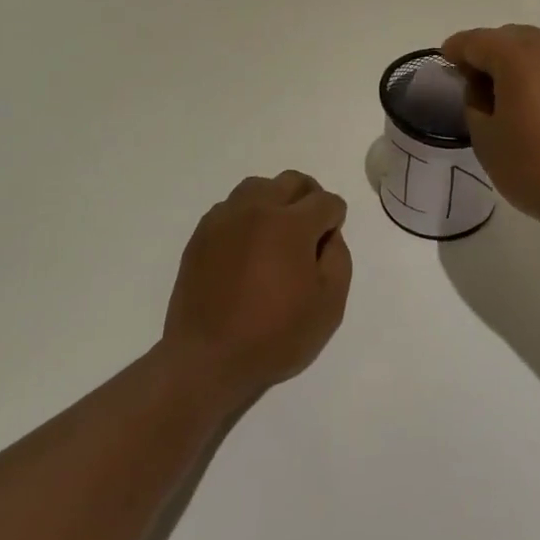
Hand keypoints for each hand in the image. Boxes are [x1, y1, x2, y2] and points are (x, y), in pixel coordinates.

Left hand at [162, 171, 351, 407]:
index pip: (325, 201)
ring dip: (276, 200)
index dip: (336, 218)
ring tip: (277, 233)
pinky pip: (231, 207)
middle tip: (311, 229)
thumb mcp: (329, 305)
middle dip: (310, 197)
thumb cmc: (274, 336)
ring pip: (258, 187)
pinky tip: (248, 247)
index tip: (330, 242)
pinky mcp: (201, 233)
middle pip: (292, 181)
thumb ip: (338, 258)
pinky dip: (247, 215)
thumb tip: (328, 235)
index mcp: (291, 225)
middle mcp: (257, 209)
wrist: (207, 358)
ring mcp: (224, 219)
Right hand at [441, 26, 539, 242]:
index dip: (455, 52)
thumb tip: (483, 87)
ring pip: (539, 51)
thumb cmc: (537, 169)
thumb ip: (474, 102)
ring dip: (518, 65)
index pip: (475, 41)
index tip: (446, 66)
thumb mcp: (486, 139)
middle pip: (509, 39)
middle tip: (474, 87)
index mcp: (518, 54)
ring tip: (509, 99)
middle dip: (488, 56)